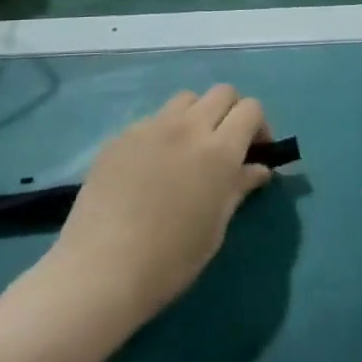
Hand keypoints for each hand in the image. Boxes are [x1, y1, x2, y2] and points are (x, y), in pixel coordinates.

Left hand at [49, 87, 272, 322]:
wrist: (102, 269)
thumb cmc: (171, 258)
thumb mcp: (216, 227)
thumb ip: (239, 188)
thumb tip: (259, 169)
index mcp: (219, 150)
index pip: (250, 109)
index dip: (259, 126)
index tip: (255, 152)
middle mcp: (187, 127)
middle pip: (222, 92)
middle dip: (232, 112)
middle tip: (227, 146)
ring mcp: (150, 128)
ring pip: (185, 99)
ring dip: (197, 115)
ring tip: (189, 149)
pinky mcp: (120, 137)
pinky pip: (152, 120)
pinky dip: (163, 133)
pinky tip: (151, 167)